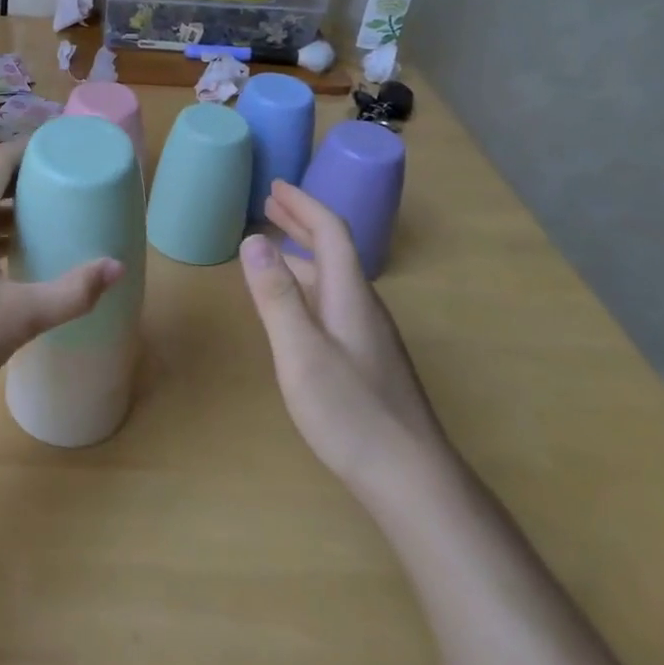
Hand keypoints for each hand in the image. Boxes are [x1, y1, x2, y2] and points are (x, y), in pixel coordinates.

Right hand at [240, 180, 448, 488]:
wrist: (411, 478)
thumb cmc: (350, 412)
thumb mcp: (300, 351)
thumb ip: (275, 295)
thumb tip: (252, 239)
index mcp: (350, 295)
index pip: (330, 232)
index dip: (303, 205)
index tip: (275, 186)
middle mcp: (363, 306)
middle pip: (334, 250)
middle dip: (302, 221)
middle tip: (270, 203)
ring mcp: (369, 334)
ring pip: (334, 277)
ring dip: (303, 252)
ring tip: (273, 245)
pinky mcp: (367, 358)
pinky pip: (333, 300)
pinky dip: (308, 283)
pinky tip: (295, 305)